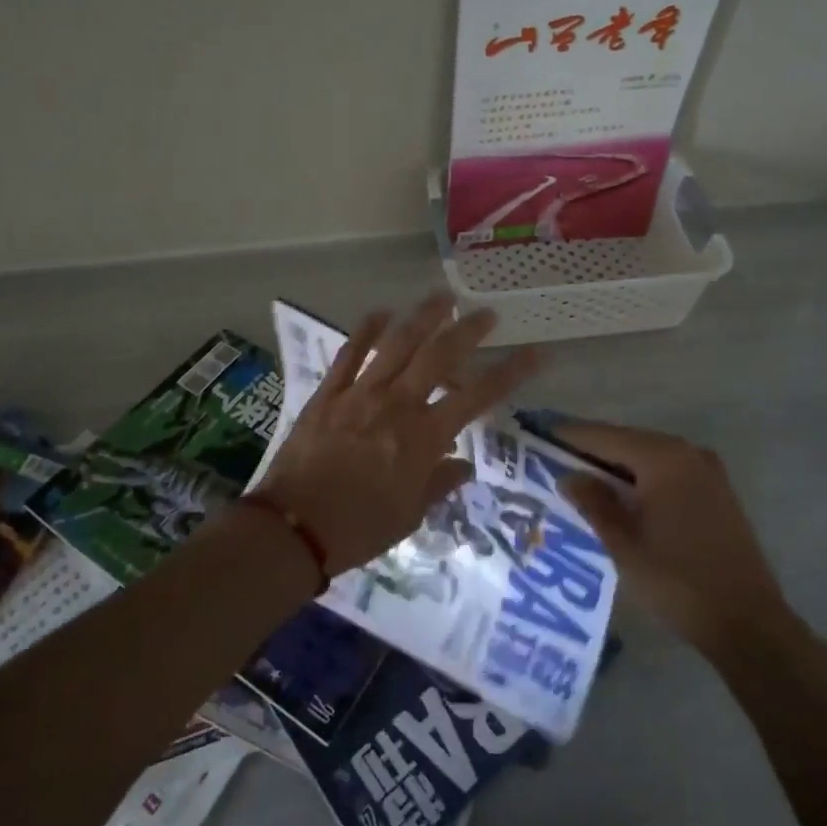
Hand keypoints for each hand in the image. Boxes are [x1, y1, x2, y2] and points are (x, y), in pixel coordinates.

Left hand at [258, 298, 541, 572]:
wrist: (292, 529)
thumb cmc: (359, 529)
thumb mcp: (410, 516)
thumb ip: (439, 483)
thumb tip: (464, 464)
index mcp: (423, 437)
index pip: (477, 397)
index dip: (510, 373)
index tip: (534, 353)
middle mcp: (397, 405)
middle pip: (439, 355)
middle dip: (468, 330)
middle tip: (486, 313)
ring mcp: (360, 393)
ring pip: (397, 343)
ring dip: (423, 317)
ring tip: (442, 297)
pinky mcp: (328, 393)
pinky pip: (350, 353)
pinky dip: (366, 330)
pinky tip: (381, 313)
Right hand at [555, 421, 795, 658]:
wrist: (750, 625)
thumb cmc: (679, 582)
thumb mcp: (624, 544)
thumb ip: (594, 502)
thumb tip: (568, 476)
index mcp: (663, 458)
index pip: (603, 436)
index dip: (567, 436)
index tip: (534, 435)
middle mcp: (687, 452)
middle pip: (625, 441)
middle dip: (589, 451)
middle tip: (549, 461)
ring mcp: (706, 470)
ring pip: (646, 457)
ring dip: (614, 466)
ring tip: (576, 479)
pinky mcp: (715, 491)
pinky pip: (665, 472)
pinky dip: (639, 478)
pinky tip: (617, 497)